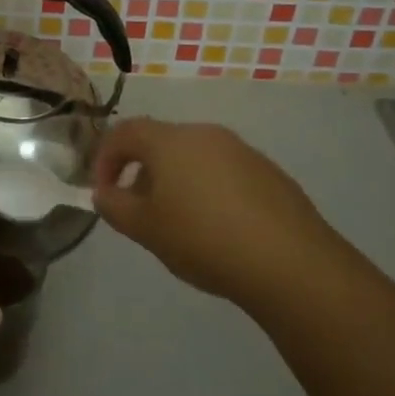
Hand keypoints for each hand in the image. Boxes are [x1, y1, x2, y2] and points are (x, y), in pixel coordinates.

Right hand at [91, 118, 330, 304]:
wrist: (291, 263)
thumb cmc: (203, 239)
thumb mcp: (145, 229)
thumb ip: (115, 206)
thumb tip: (104, 192)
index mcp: (170, 140)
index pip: (124, 132)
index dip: (105, 159)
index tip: (103, 191)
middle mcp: (205, 134)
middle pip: (161, 143)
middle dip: (142, 172)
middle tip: (139, 210)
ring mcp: (241, 150)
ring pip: (194, 157)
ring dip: (176, 181)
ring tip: (179, 223)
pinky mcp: (269, 173)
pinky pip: (224, 172)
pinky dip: (209, 190)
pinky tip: (218, 228)